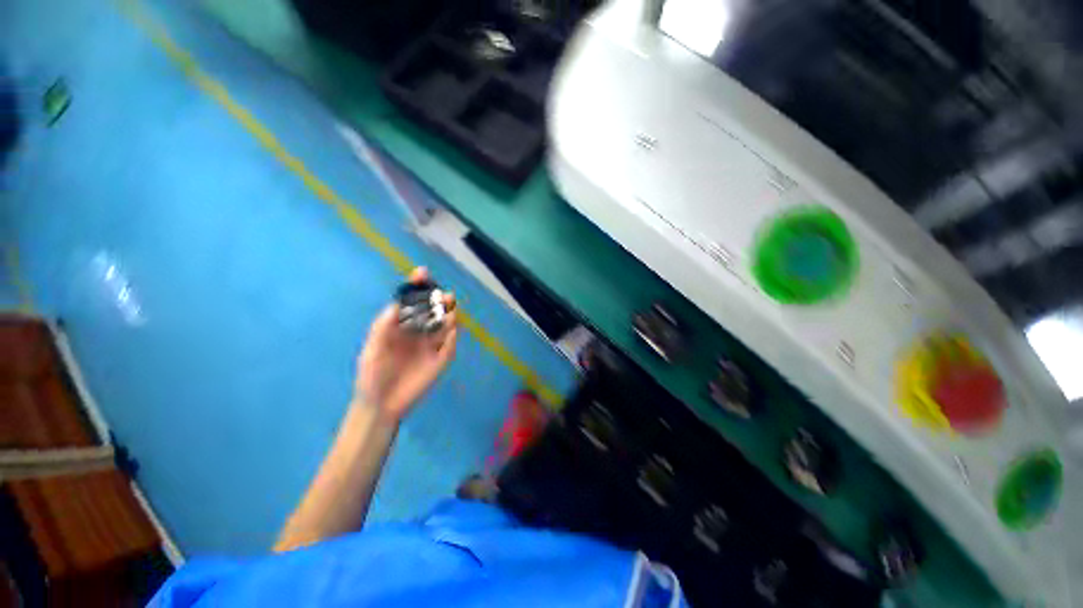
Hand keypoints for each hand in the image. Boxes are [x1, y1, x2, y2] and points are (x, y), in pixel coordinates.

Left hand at [355, 268, 457, 423]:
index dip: (417, 286)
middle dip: (439, 300)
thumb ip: (383, 327)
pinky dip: (452, 338)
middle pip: (433, 311)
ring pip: (445, 326)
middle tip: (445, 296)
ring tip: (450, 311)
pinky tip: (451, 334)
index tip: (422, 272)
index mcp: (401, 326)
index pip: (412, 302)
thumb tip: (396, 303)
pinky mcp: (441, 360)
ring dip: (449, 316)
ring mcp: (432, 346)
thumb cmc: (372, 376)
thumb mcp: (372, 349)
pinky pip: (450, 346)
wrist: (381, 405)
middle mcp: (419, 332)